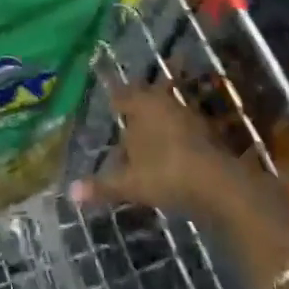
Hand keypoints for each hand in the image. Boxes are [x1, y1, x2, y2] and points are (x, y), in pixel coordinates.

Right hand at [70, 81, 259, 219]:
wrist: (219, 184)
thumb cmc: (167, 174)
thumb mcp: (131, 183)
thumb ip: (102, 186)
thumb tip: (69, 193)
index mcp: (142, 105)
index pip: (121, 95)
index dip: (114, 100)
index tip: (110, 104)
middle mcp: (163, 102)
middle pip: (145, 100)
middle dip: (135, 109)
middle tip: (125, 119)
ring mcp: (187, 115)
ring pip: (165, 113)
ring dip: (156, 123)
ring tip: (145, 140)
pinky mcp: (206, 132)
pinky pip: (181, 128)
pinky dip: (173, 137)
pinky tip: (169, 154)